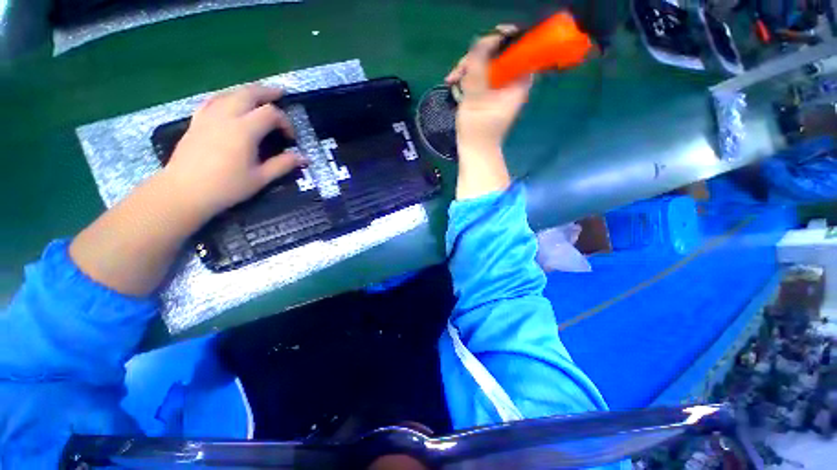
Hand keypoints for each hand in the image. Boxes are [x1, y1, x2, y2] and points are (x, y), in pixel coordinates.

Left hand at [162, 84, 305, 218]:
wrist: (184, 191)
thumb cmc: (226, 187)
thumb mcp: (260, 178)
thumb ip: (283, 165)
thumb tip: (303, 158)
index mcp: (244, 130)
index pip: (270, 113)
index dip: (285, 122)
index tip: (290, 138)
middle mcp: (226, 116)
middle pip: (249, 93)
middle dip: (267, 92)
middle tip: (281, 93)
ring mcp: (208, 116)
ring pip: (230, 93)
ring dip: (247, 91)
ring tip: (259, 94)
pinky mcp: (197, 121)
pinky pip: (213, 100)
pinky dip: (227, 96)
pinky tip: (230, 100)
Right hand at [445, 25, 532, 153]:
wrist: (475, 151)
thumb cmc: (478, 132)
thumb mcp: (476, 100)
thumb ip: (478, 71)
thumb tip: (480, 42)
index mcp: (517, 82)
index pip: (519, 49)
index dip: (505, 38)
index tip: (489, 39)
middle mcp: (510, 81)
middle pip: (498, 54)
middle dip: (477, 56)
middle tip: (460, 68)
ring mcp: (498, 87)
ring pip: (485, 63)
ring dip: (467, 67)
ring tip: (452, 78)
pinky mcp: (487, 93)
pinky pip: (478, 75)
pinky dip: (465, 76)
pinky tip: (453, 82)